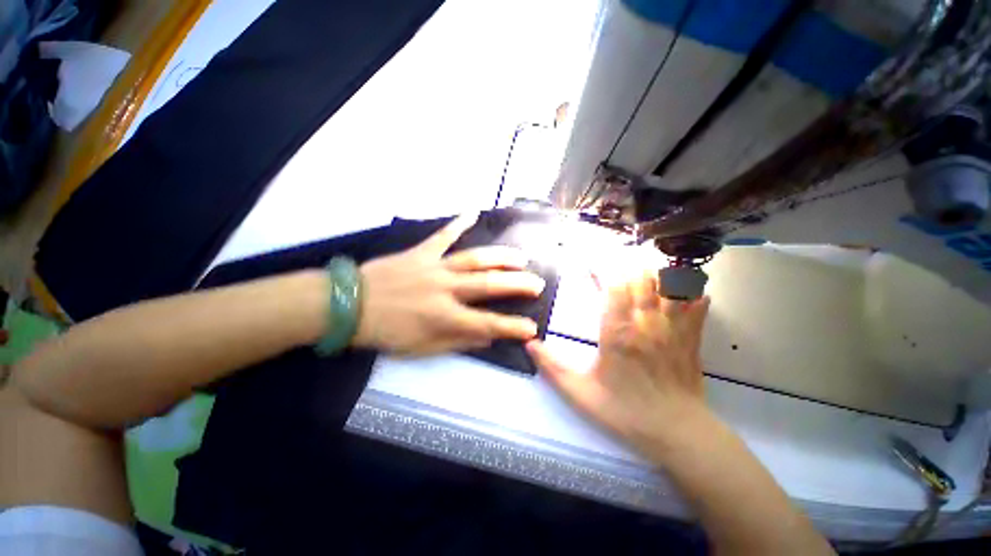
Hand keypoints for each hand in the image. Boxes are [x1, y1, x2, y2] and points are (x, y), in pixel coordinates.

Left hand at [353, 213, 545, 356]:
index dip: (512, 327)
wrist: (349, 305)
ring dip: (501, 257)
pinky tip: (473, 212)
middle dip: (517, 285)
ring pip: (475, 258)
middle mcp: (445, 289)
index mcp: (444, 317)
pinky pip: (443, 235)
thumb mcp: (422, 348)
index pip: (487, 324)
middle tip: (537, 283)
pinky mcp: (421, 252)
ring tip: (521, 258)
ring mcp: (434, 267)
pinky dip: (458, 223)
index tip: (532, 328)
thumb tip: (487, 337)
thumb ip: (458, 341)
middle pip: (489, 285)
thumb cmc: (386, 332)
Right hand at [526, 270, 710, 458]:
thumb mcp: (580, 393)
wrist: (677, 434)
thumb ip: (552, 367)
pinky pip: (696, 304)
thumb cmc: (625, 413)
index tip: (591, 266)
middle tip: (614, 270)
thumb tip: (529, 344)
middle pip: (641, 279)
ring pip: (668, 285)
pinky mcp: (692, 338)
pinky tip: (682, 291)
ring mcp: (673, 328)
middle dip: (626, 268)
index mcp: (617, 333)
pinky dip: (689, 292)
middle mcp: (646, 323)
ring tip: (642, 275)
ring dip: (655, 275)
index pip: (613, 287)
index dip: (602, 270)